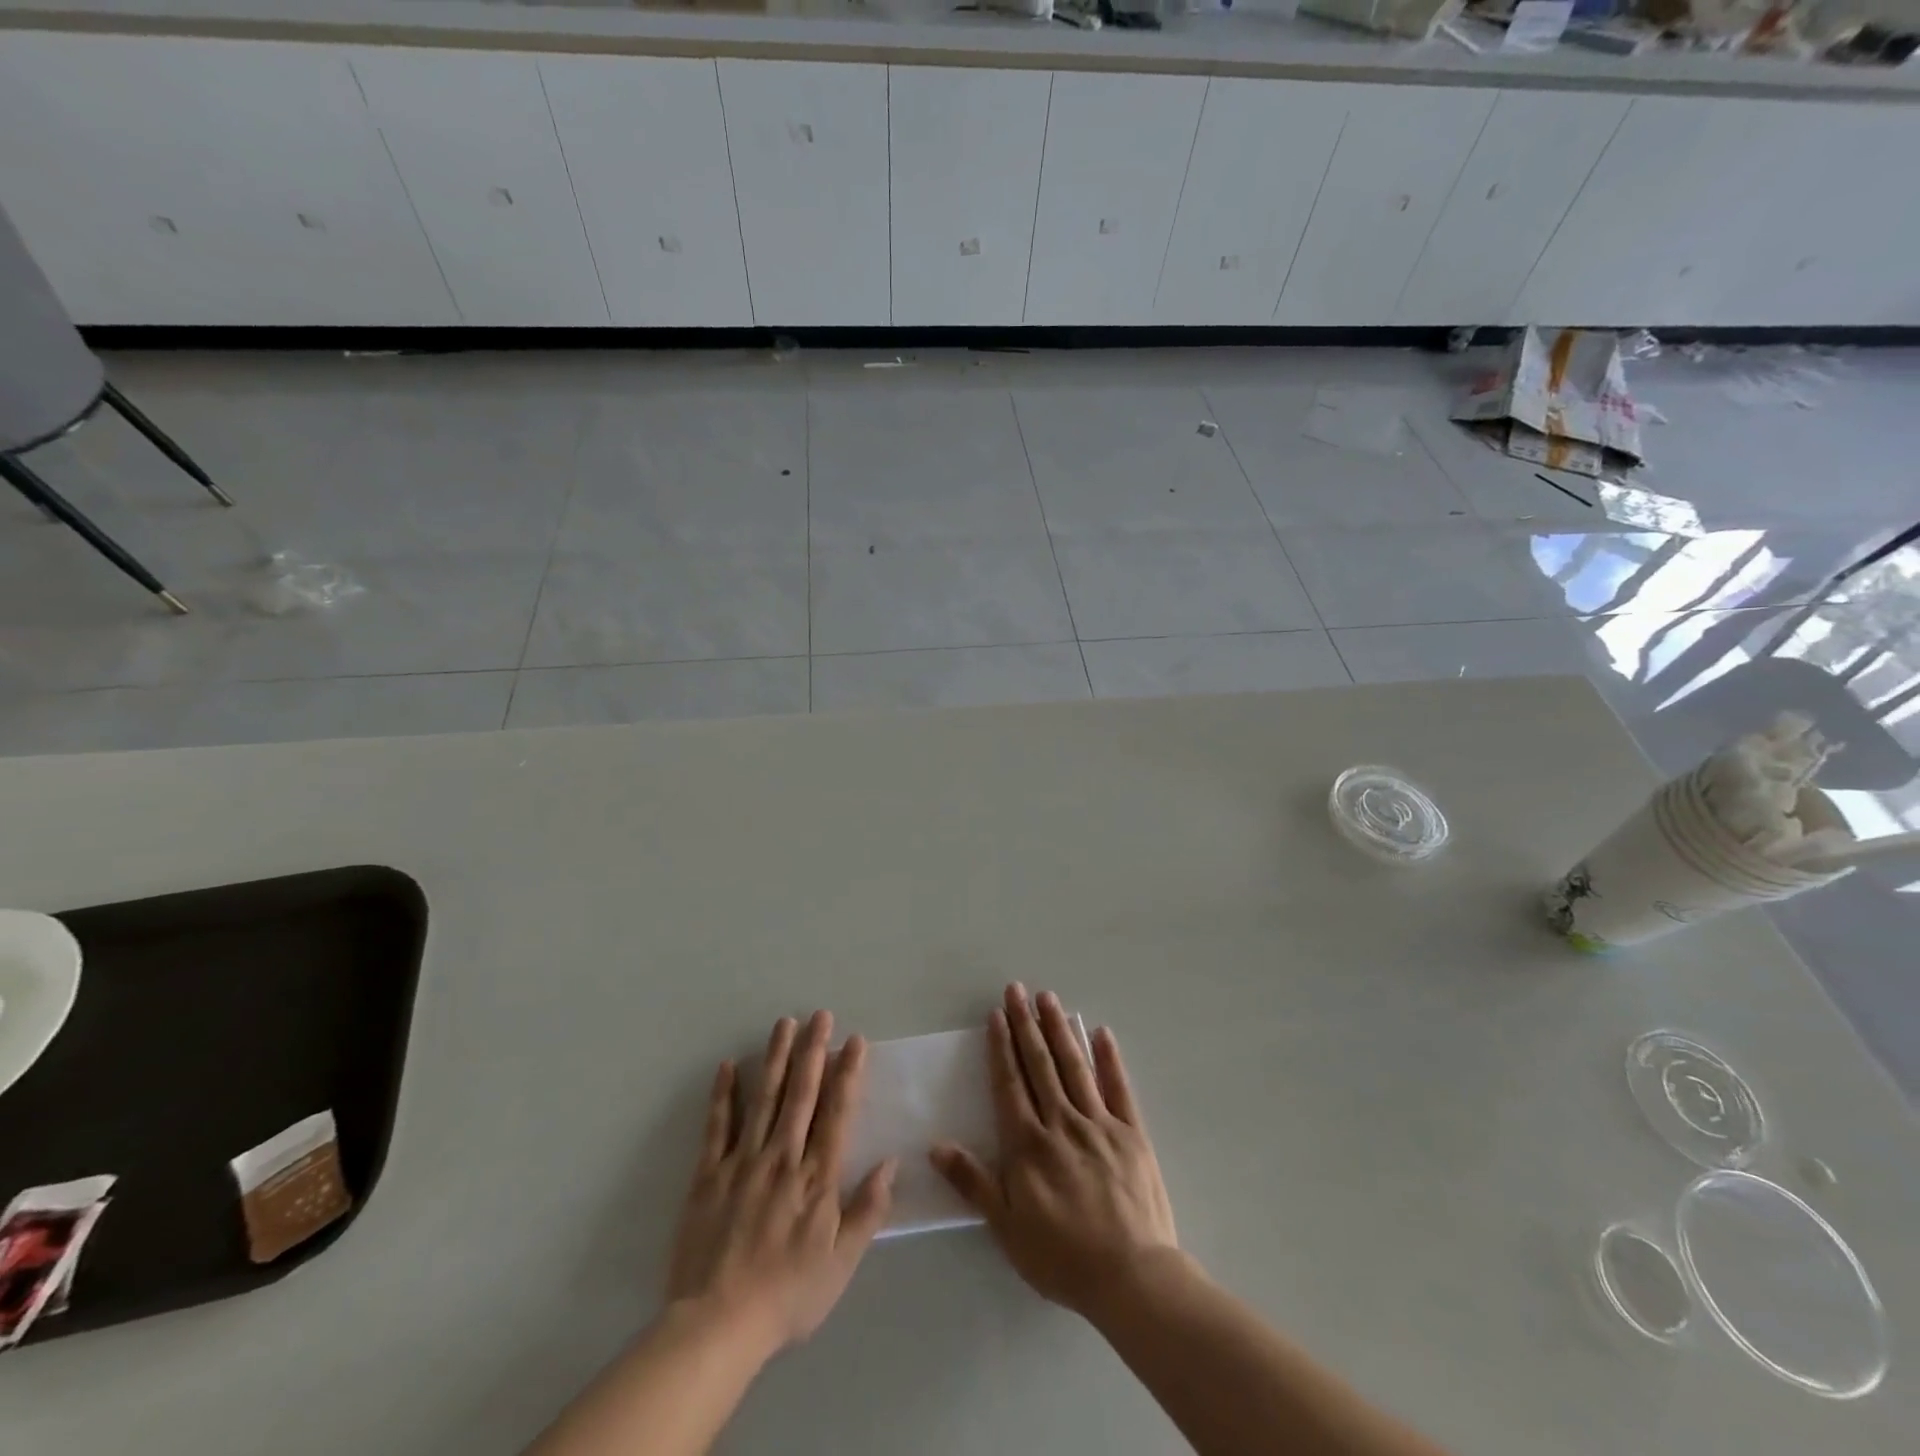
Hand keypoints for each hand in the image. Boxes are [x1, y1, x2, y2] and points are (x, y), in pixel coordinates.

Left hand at [666, 1011, 894, 1357]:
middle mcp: (782, 1157)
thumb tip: (891, 1163)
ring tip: (784, 1023)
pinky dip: (723, 1095)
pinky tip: (726, 1066)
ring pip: (764, 1098)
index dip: (848, 1074)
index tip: (855, 1040)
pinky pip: (717, 1127)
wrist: (718, 1326)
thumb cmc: (788, 1296)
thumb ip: (868, 1210)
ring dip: (776, 1058)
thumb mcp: (841, 1263)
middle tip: (820, 1015)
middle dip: (813, 1051)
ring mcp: (743, 1162)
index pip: (837, 1113)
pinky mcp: (709, 1175)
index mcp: (816, 1177)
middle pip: (801, 1094)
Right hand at [930, 984, 1177, 1319]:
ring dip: (1060, 1029)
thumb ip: (973, 1182)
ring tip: (1048, 998)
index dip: (1001, 1047)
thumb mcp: (1007, 1228)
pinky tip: (1101, 1033)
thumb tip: (935, 1145)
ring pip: (1075, 1066)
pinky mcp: (1132, 1133)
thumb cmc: (1063, 1257)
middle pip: (1040, 1064)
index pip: (1010, 1083)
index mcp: (1029, 1144)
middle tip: (1017, 989)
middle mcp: (1062, 1122)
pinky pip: (1119, 1088)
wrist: (1132, 1277)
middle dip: (1026, 1024)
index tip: (996, 1014)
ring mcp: (1100, 1123)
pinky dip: (1109, 1059)